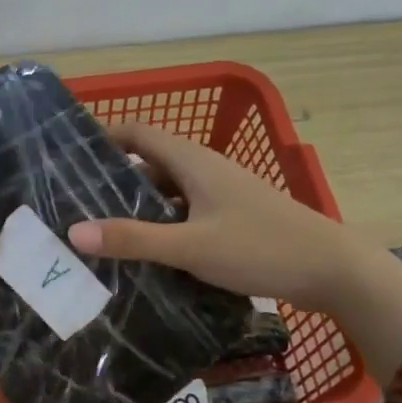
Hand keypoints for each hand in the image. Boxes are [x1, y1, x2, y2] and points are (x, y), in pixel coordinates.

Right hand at [66, 123, 352, 307]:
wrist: (331, 269)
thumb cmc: (259, 247)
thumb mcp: (190, 246)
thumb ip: (133, 239)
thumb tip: (74, 232)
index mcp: (194, 162)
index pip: (139, 133)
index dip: (105, 137)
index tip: (70, 155)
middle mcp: (206, 170)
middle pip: (151, 163)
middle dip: (114, 178)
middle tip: (76, 201)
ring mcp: (222, 194)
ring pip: (169, 191)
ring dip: (138, 205)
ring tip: (102, 228)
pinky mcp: (232, 218)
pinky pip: (185, 213)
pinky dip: (163, 224)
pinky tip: (147, 251)